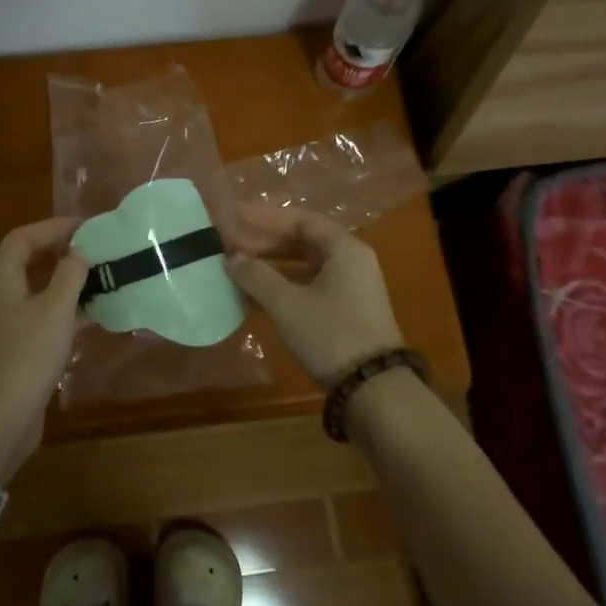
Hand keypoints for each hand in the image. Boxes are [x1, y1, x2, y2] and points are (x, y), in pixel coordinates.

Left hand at [0, 217, 87, 483]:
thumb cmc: (26, 356)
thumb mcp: (55, 309)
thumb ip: (70, 275)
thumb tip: (79, 253)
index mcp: (1, 279)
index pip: (23, 238)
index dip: (53, 227)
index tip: (86, 227)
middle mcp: (0, 296)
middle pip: (29, 262)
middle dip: (62, 252)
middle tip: (96, 250)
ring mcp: (7, 325)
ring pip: (39, 292)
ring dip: (68, 283)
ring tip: (102, 278)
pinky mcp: (18, 350)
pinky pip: (44, 318)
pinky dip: (68, 312)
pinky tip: (96, 316)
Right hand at [226, 204, 404, 387]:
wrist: (374, 389)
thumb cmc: (331, 335)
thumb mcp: (287, 304)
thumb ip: (257, 276)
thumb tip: (232, 257)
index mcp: (344, 249)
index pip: (301, 220)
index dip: (266, 217)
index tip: (236, 215)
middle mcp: (351, 262)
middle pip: (304, 241)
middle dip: (266, 241)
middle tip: (231, 242)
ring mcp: (351, 288)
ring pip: (305, 266)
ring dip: (271, 265)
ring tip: (237, 268)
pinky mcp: (347, 312)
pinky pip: (309, 286)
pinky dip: (283, 286)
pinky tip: (254, 296)